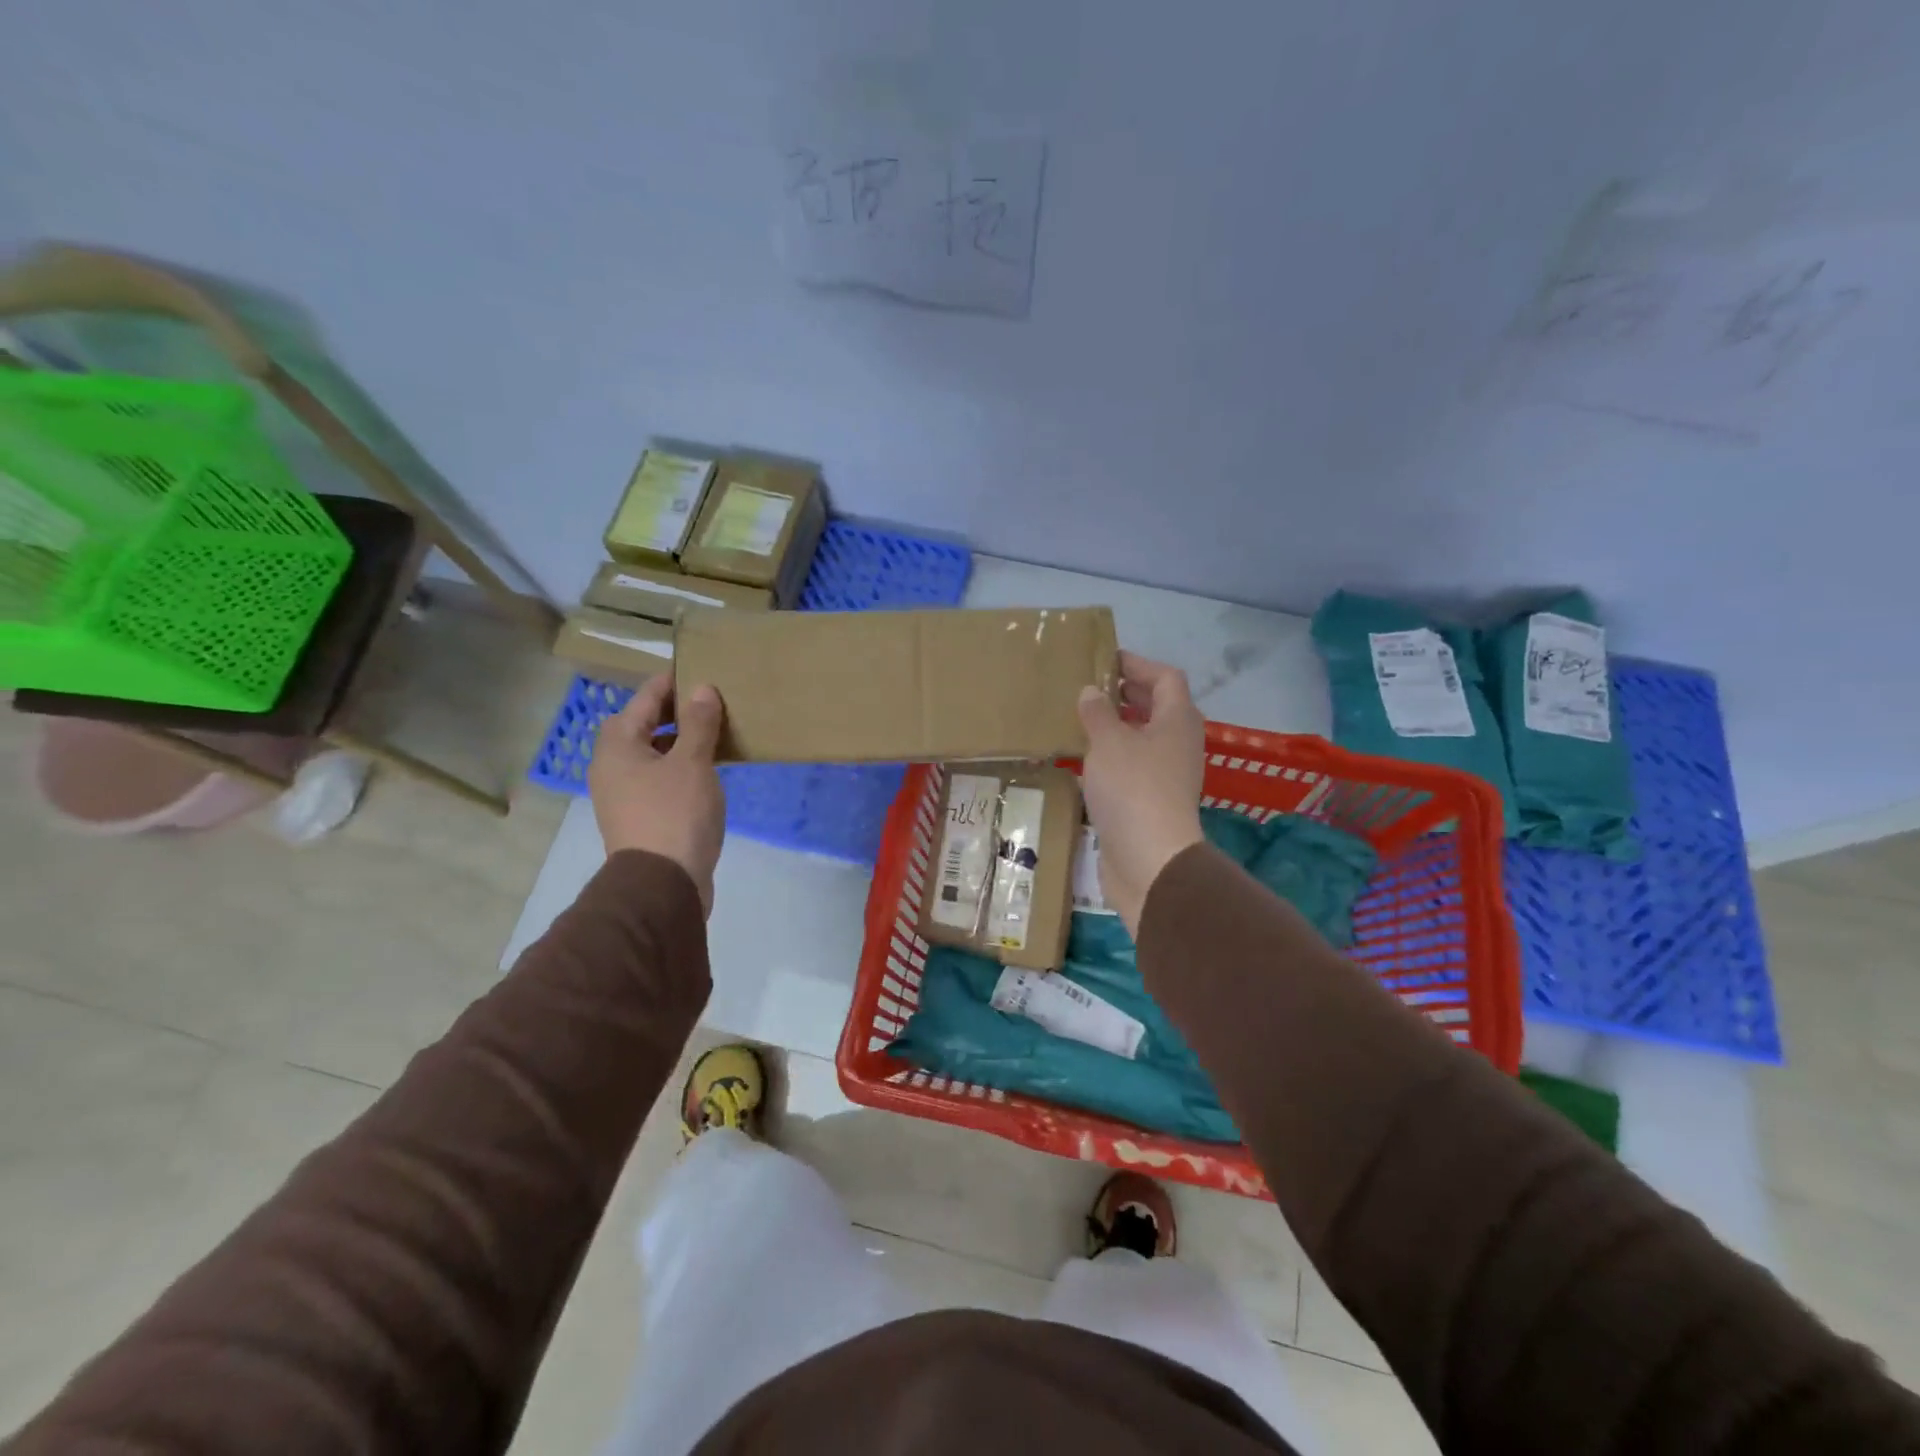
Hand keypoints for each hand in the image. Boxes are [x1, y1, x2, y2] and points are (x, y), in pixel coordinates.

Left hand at [589, 675, 726, 915]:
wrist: (662, 886)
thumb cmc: (675, 814)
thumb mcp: (693, 763)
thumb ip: (698, 724)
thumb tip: (702, 689)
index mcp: (617, 746)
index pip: (644, 699)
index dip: (671, 683)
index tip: (701, 670)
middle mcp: (612, 767)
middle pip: (642, 726)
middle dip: (676, 713)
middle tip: (712, 702)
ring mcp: (623, 795)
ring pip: (652, 754)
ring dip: (679, 742)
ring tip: (715, 734)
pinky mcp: (640, 818)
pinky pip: (659, 779)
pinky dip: (679, 768)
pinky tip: (707, 772)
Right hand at [1076, 652, 1205, 935]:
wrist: (1150, 859)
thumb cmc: (1133, 789)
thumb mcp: (1109, 742)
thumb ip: (1098, 712)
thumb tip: (1092, 692)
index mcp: (1177, 720)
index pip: (1166, 678)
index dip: (1138, 664)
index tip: (1106, 659)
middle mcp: (1178, 744)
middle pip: (1157, 707)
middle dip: (1126, 693)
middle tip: (1089, 686)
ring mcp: (1167, 775)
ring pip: (1144, 738)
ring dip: (1117, 726)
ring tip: (1081, 719)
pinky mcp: (1152, 802)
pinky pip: (1133, 766)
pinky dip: (1113, 756)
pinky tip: (1085, 759)